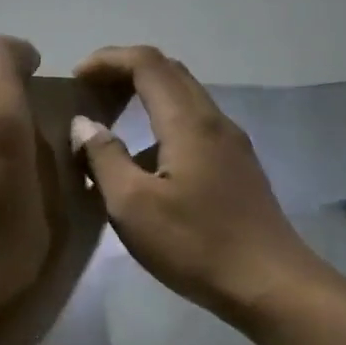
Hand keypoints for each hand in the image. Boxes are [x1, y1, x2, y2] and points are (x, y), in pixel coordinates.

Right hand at [71, 46, 329, 328]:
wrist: (269, 284)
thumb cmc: (195, 244)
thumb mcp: (133, 206)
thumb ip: (104, 158)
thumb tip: (84, 124)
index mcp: (189, 122)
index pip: (147, 63)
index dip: (108, 60)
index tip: (75, 78)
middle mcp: (214, 121)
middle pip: (169, 72)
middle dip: (125, 72)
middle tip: (89, 92)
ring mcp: (231, 144)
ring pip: (184, 99)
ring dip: (145, 97)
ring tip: (110, 123)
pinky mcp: (237, 167)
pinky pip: (194, 125)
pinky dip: (161, 123)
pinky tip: (144, 160)